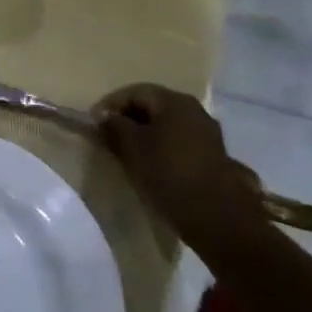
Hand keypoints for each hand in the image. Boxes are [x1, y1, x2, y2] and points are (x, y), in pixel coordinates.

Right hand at [94, 84, 265, 251]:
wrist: (217, 219)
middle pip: (152, 106)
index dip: (110, 105)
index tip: (94, 124)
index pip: (134, 92)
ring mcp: (207, 134)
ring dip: (144, 135)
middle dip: (127, 119)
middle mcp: (194, 110)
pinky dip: (160, 148)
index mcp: (174, 101)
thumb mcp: (132, 147)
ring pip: (165, 126)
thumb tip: (105, 117)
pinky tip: (151, 165)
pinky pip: (178, 143)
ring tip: (126, 153)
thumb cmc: (169, 174)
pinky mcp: (212, 157)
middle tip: (108, 137)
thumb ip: (115, 126)